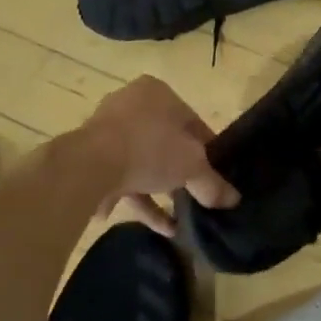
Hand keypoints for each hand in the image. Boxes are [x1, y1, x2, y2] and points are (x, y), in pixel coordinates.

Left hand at [80, 76, 238, 233]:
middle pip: (166, 142)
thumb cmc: (149, 148)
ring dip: (160, 191)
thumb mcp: (191, 166)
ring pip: (142, 162)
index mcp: (157, 93)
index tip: (215, 175)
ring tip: (180, 221)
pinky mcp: (90, 159)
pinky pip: (122, 178)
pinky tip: (159, 228)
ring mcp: (107, 132)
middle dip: (180, 172)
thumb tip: (233, 200)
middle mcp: (131, 105)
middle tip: (197, 196)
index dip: (208, 151)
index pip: (192, 122)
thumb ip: (212, 182)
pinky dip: (140, 200)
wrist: (88, 166)